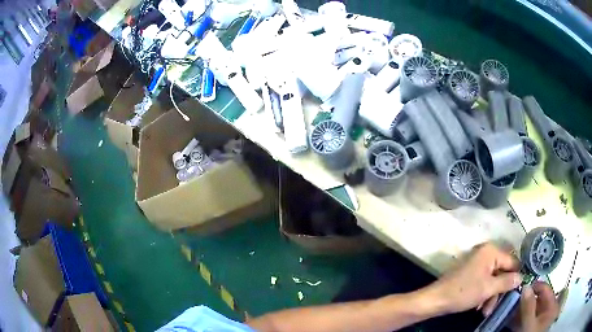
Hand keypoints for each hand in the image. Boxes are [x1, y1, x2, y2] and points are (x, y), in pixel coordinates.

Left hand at [427, 243, 521, 314]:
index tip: (518, 290)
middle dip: (499, 291)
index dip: (516, 276)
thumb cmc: (464, 292)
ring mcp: (477, 262)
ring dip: (491, 296)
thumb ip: (507, 282)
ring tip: (485, 311)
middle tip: (495, 306)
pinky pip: (483, 281)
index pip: (512, 261)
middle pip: (502, 272)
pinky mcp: (471, 272)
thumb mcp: (488, 288)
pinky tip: (479, 307)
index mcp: (491, 251)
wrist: (436, 299)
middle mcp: (485, 253)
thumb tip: (522, 277)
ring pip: (493, 279)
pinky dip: (483, 294)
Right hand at [511, 281, 559, 331]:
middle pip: (538, 298)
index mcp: (553, 305)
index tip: (520, 287)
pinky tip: (512, 318)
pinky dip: (521, 316)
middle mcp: (550, 308)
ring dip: (522, 308)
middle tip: (513, 300)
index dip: (534, 286)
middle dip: (526, 299)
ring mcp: (542, 318)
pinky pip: (529, 316)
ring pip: (532, 308)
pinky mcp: (534, 325)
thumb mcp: (529, 324)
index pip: (545, 288)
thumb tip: (525, 286)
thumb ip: (528, 306)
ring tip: (511, 309)